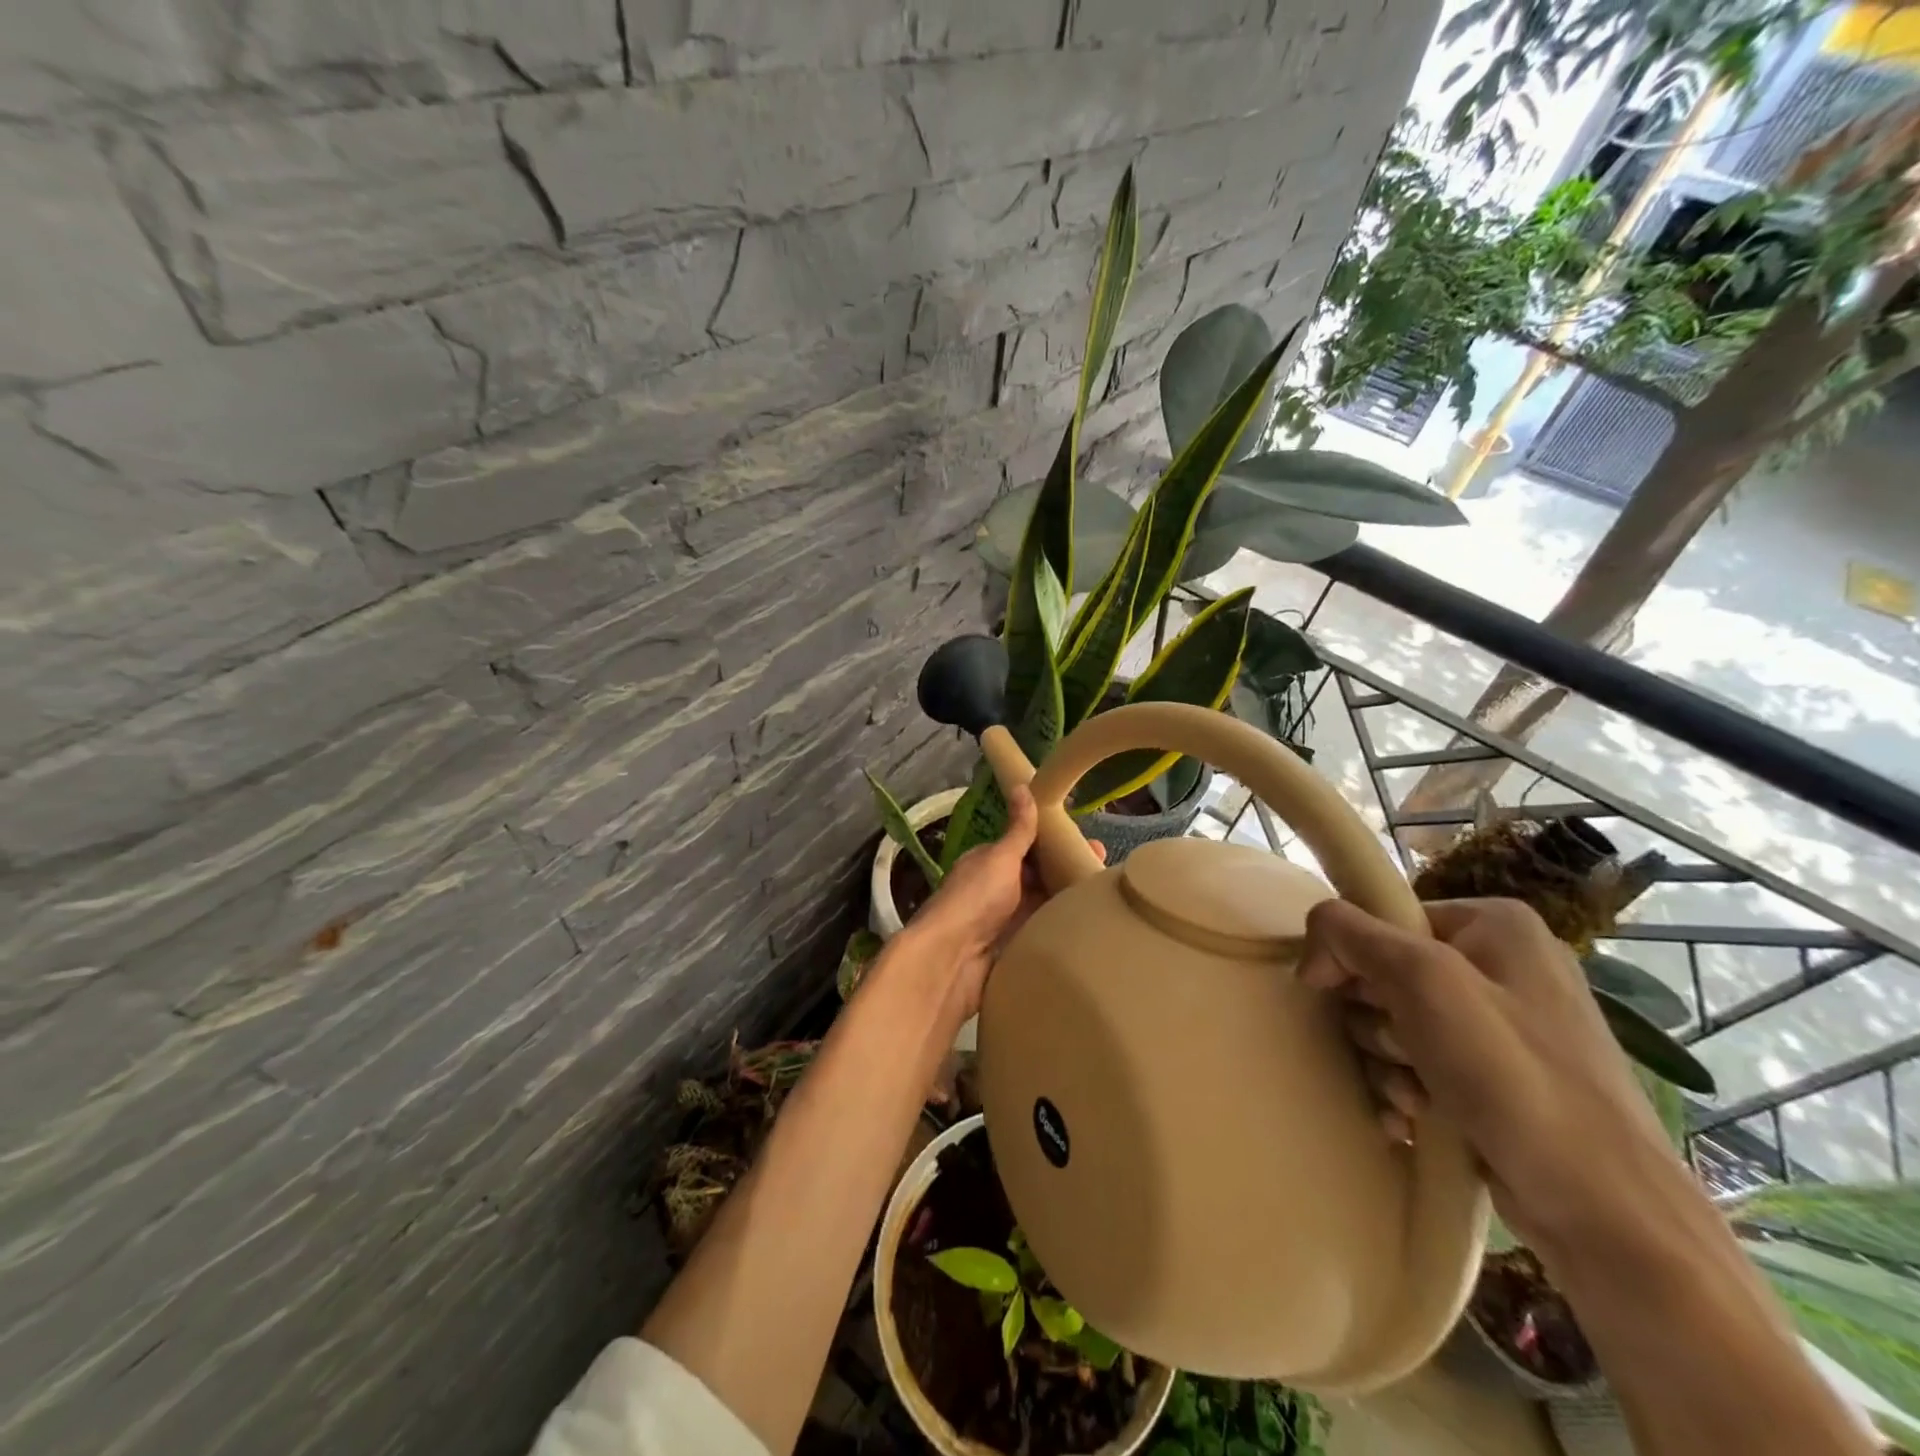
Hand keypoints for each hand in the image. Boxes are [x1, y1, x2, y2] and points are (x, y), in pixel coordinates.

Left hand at [906, 786, 1104, 1019]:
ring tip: (1107, 899)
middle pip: (1038, 877)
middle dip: (1068, 872)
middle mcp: (996, 889)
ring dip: (1067, 902)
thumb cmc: (976, 899)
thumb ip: (1018, 829)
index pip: (1028, 847)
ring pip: (1042, 906)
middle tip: (1106, 871)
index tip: (1090, 844)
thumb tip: (1022, 785)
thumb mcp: (1001, 858)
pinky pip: (1042, 933)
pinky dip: (1060, 929)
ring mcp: (1004, 921)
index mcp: (990, 862)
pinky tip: (1090, 929)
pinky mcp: (1013, 949)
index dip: (1056, 844)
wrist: (951, 960)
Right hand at [1299, 896, 1684, 1254]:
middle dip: (1377, 1023)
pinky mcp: (1500, 1079)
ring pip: (1395, 1023)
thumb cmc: (1514, 1080)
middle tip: (1401, 1056)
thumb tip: (1313, 950)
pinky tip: (1412, 1119)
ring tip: (1413, 1099)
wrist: (1608, 1217)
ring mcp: (1505, 1026)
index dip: (1355, 958)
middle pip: (1385, 973)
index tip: (1361, 1004)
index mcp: (1496, 925)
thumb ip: (1350, 935)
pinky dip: (1405, 1089)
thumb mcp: (1422, 982)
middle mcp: (1504, 966)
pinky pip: (1419, 1064)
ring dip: (1386, 1063)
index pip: (1384, 919)